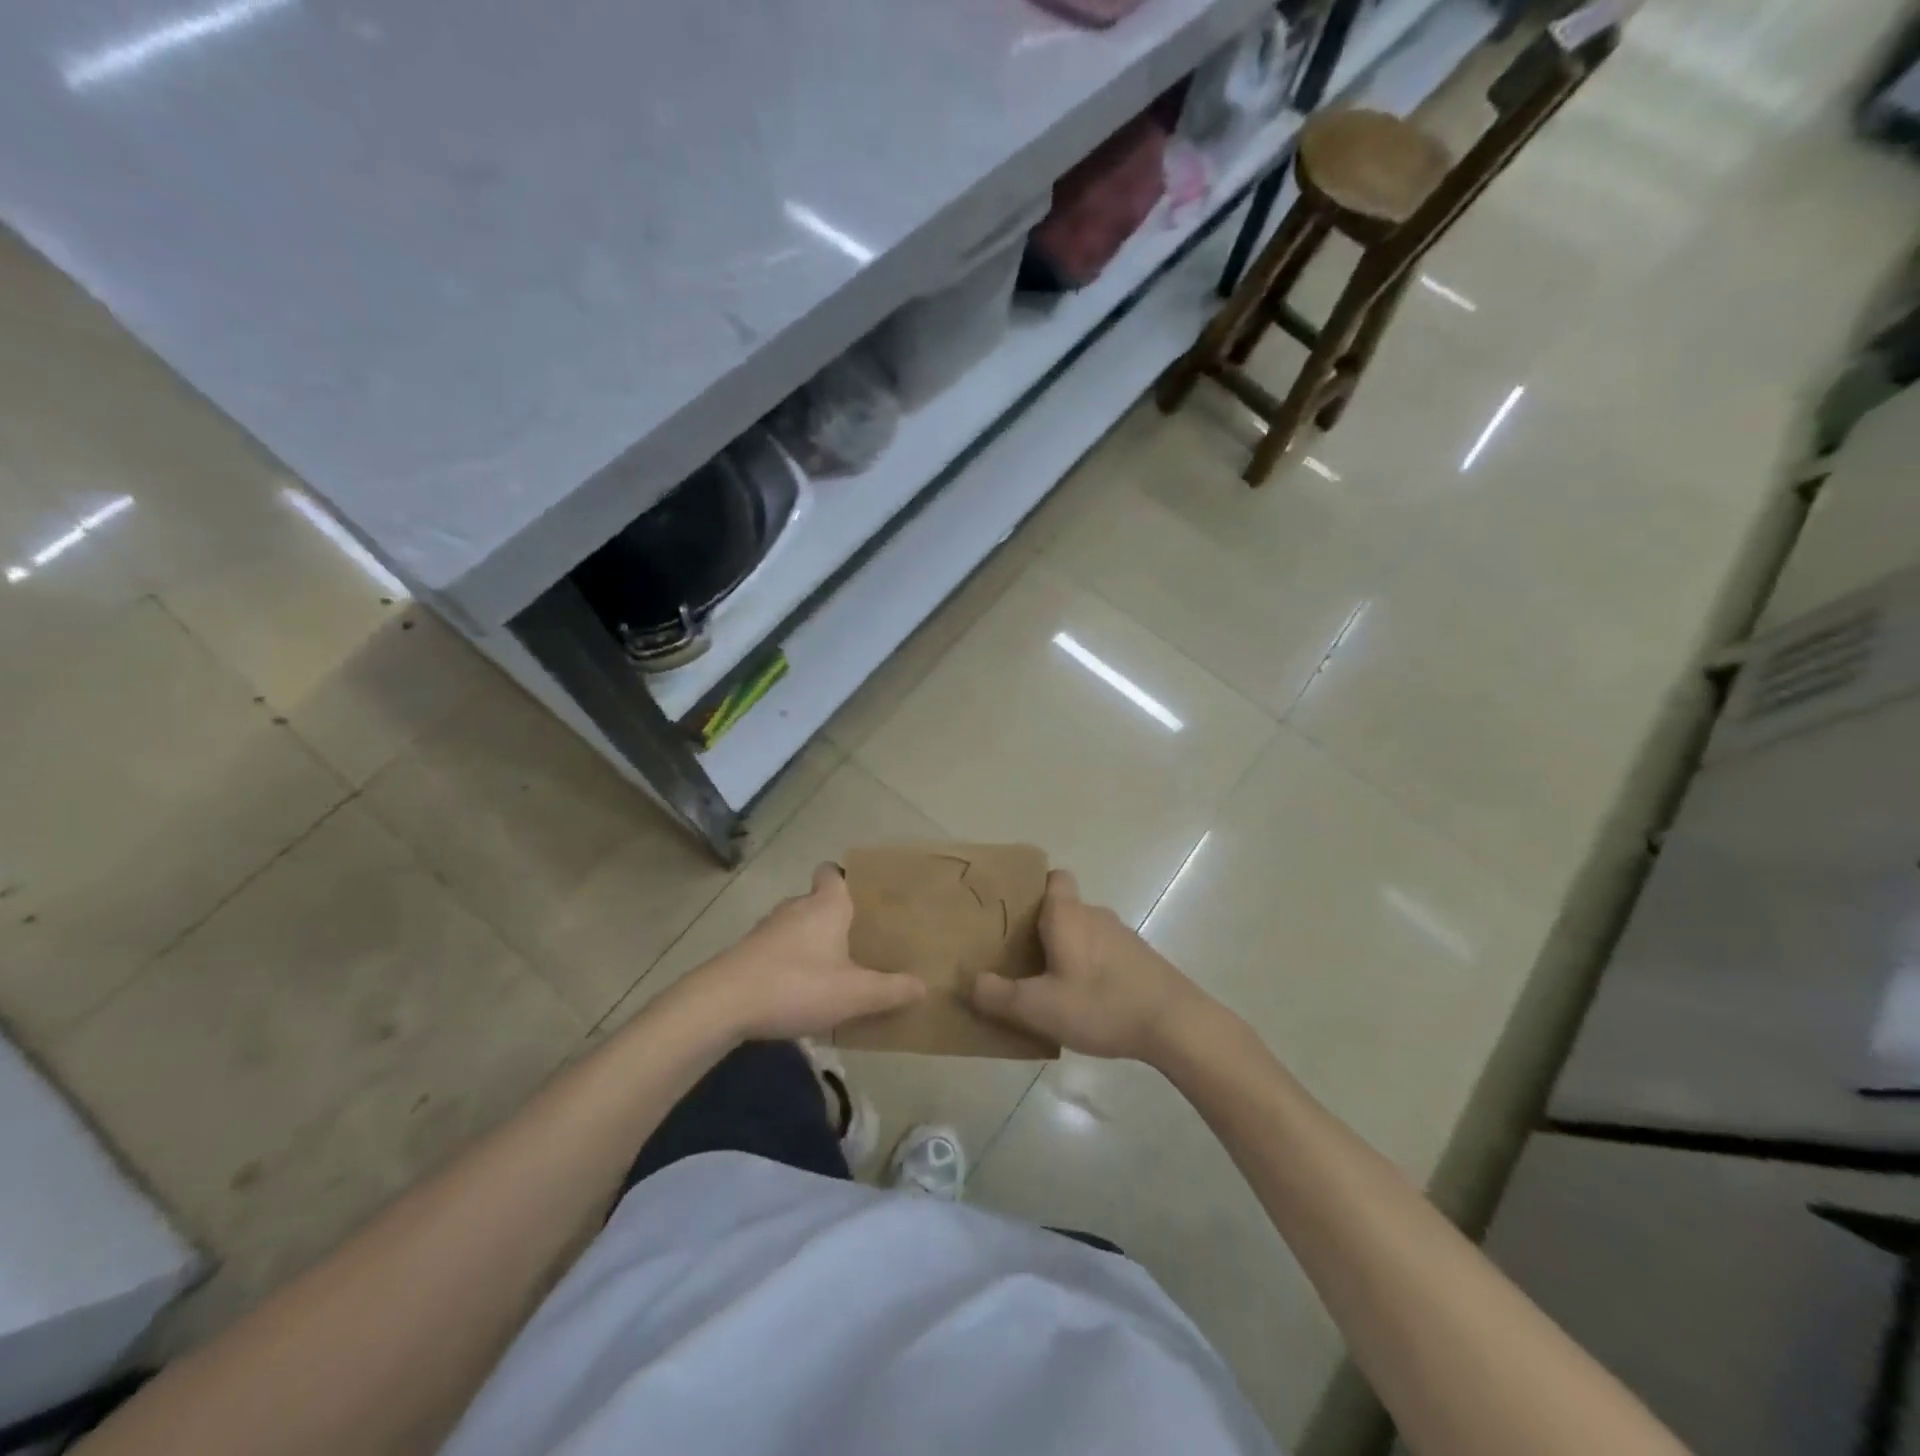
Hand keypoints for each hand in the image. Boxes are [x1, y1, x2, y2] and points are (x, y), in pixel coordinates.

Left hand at [683, 864, 924, 1040]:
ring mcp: (767, 930)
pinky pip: (778, 949)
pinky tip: (800, 990)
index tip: (863, 896)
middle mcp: (795, 907)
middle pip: (817, 900)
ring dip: (812, 942)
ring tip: (834, 967)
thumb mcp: (853, 994)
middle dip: (835, 917)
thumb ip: (890, 990)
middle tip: (859, 940)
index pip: (833, 872)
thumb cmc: (796, 985)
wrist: (722, 1004)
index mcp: (825, 905)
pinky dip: (790, 961)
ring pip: (796, 925)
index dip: (846, 878)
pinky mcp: (747, 953)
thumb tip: (923, 985)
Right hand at [968, 869, 1211, 1063]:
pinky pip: (1103, 952)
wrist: (1176, 1023)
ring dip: (1066, 950)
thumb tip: (968, 981)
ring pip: (1083, 932)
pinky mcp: (1139, 959)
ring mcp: (1122, 936)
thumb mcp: (1039, 1008)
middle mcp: (1095, 915)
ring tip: (1046, 983)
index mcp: (1067, 914)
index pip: (1052, 877)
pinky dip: (1090, 967)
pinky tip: (1084, 1000)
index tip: (1012, 911)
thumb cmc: (1101, 1004)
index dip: (1032, 886)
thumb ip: (999, 995)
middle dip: (1040, 927)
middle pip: (1062, 908)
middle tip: (1016, 957)